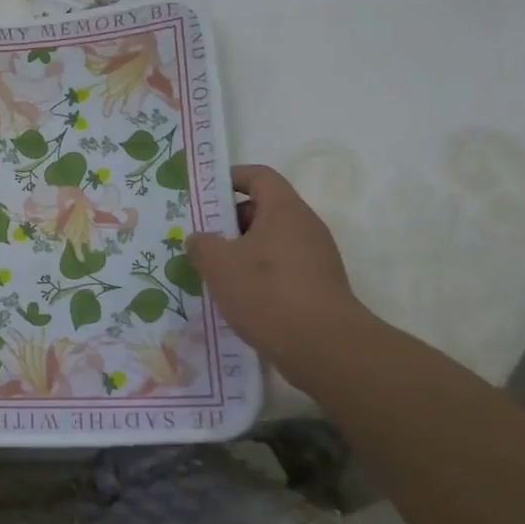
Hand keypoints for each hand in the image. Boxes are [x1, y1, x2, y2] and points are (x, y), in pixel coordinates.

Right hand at [185, 164, 369, 375]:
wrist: (324, 348)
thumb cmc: (268, 293)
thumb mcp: (220, 265)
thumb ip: (202, 245)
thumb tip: (200, 239)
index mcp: (284, 210)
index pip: (259, 176)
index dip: (231, 178)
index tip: (204, 193)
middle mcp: (305, 227)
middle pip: (263, 210)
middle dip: (229, 222)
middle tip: (201, 240)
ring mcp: (315, 258)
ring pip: (270, 243)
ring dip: (241, 252)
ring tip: (213, 273)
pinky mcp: (317, 287)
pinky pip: (280, 269)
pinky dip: (257, 276)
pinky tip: (237, 299)